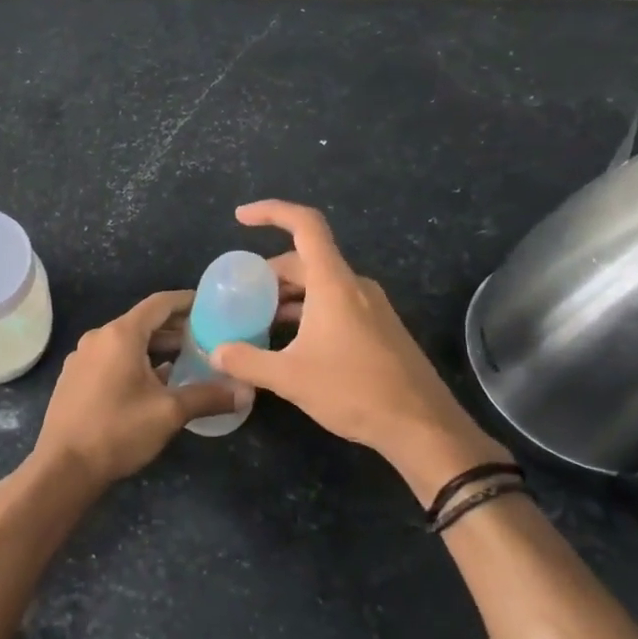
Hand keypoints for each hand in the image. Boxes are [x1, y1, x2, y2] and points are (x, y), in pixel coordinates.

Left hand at [33, 291, 246, 485]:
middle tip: (206, 337)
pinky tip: (153, 383)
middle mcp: (98, 338)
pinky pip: (110, 359)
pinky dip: (135, 362)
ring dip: (155, 348)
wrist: (63, 466)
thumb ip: (208, 397)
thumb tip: (246, 392)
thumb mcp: (169, 413)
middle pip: (142, 322)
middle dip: (174, 328)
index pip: (159, 304)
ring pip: (126, 342)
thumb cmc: (118, 430)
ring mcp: (82, 358)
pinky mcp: (74, 378)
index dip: (187, 301)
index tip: (210, 305)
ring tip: (186, 360)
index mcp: (121, 335)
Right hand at [210, 201, 508, 501]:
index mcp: (333, 283)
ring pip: (321, 284)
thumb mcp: (290, 378)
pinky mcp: (379, 328)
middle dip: (269, 272)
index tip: (240, 218)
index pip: (305, 225)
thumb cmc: (354, 391)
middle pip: (306, 259)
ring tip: (258, 320)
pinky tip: (291, 342)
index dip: (271, 212)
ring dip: (287, 295)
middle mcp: (354, 285)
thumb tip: (215, 352)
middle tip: (239, 295)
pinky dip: (307, 310)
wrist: (422, 426)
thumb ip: (248, 361)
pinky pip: (335, 303)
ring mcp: (371, 306)